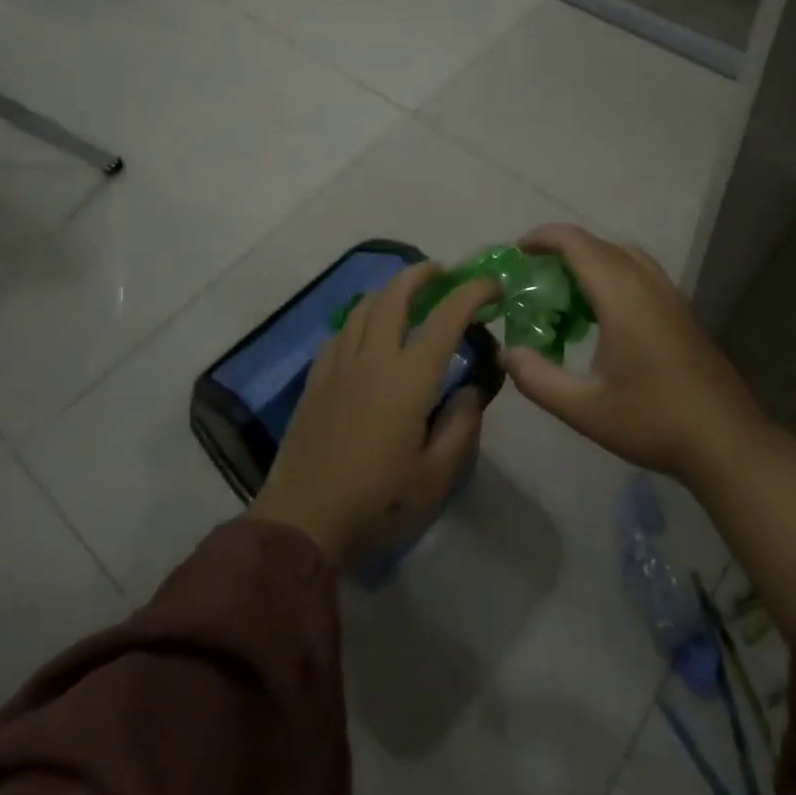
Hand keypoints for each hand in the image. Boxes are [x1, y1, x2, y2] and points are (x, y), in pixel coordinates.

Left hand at [249, 264, 495, 567]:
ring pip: (363, 307)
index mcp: (409, 377)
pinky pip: (340, 333)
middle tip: (441, 272)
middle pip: (395, 294)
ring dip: (389, 291)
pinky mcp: (315, 379)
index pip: (446, 317)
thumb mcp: (436, 477)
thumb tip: (471, 389)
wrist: (303, 523)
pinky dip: (360, 320)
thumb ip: (461, 426)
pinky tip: (365, 336)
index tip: (492, 286)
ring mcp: (339, 364)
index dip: (472, 293)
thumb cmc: (377, 502)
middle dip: (421, 274)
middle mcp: (373, 357)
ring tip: (405, 295)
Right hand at [502, 225, 767, 486]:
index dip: (543, 238)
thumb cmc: (653, 421)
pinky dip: (613, 272)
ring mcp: (669, 294)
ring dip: (590, 259)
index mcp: (621, 296)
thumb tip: (507, 352)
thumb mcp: (585, 409)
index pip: (577, 244)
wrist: (726, 441)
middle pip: (598, 244)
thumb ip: (539, 379)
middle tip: (533, 275)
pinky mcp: (681, 310)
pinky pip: (640, 271)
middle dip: (561, 249)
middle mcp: (646, 283)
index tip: (517, 252)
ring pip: (623, 255)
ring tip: (565, 288)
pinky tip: (602, 312)